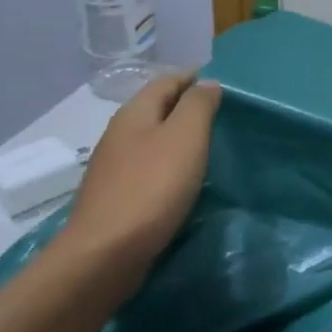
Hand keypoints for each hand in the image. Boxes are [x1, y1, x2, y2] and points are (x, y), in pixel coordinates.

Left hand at [62, 73, 220, 278]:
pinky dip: (170, 164)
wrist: (105, 255)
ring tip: (211, 144)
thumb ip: (198, 105)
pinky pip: (149, 167)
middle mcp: (120, 134)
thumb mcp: (185, 137)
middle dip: (188, 105)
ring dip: (179, 137)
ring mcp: (115, 167)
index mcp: (134, 114)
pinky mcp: (117, 196)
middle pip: (157, 108)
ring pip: (153, 139)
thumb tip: (207, 83)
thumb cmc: (152, 188)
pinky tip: (186, 178)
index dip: (195, 77)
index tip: (225, 84)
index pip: (167, 81)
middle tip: (224, 114)